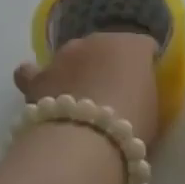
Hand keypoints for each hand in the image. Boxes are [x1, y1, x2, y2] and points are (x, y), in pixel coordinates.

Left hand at [14, 32, 161, 148]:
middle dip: (105, 66)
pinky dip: (36, 79)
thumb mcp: (151, 109)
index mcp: (132, 46)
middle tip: (108, 96)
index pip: (142, 46)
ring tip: (75, 101)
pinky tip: (40, 92)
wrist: (86, 143)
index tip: (142, 85)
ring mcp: (65, 54)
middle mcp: (98, 40)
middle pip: (104, 48)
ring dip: (74, 72)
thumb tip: (132, 91)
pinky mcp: (40, 75)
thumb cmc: (130, 128)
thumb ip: (142, 91)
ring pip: (71, 57)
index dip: (142, 64)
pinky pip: (34, 72)